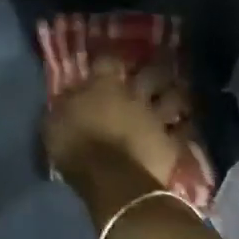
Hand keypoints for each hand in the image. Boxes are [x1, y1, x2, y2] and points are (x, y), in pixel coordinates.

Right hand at [45, 60, 190, 213]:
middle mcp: (134, 95)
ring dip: (174, 96)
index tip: (105, 61)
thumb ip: (65, 105)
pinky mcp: (172, 144)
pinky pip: (184, 131)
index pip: (108, 60)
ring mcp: (156, 118)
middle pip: (150, 73)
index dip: (107, 58)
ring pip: (173, 98)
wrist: (111, 180)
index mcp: (104, 86)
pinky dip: (184, 128)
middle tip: (153, 72)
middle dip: (153, 71)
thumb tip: (71, 95)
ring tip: (174, 95)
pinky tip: (185, 126)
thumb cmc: (75, 147)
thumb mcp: (53, 123)